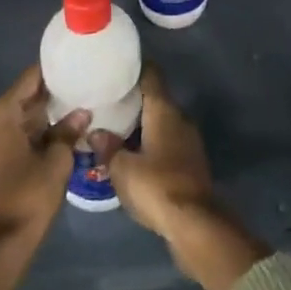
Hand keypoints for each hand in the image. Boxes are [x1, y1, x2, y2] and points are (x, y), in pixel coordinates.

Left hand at [0, 65, 89, 242]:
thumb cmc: (28, 196)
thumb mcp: (56, 161)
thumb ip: (67, 131)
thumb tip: (81, 113)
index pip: (29, 80)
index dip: (52, 75)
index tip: (73, 70)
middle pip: (17, 101)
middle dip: (44, 102)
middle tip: (75, 98)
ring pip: (8, 123)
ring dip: (31, 123)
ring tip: (63, 123)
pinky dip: (18, 140)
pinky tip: (42, 147)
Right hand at [96, 64, 214, 236]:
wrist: (194, 223)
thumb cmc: (156, 186)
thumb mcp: (122, 169)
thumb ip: (108, 147)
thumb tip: (96, 132)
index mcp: (164, 111)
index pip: (151, 75)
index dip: (135, 67)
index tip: (116, 66)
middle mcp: (180, 118)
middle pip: (155, 98)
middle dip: (133, 98)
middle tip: (107, 100)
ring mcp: (188, 140)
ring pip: (161, 121)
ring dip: (141, 123)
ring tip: (114, 127)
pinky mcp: (190, 161)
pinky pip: (166, 141)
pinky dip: (150, 141)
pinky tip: (132, 152)